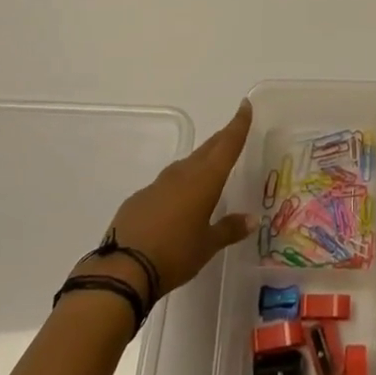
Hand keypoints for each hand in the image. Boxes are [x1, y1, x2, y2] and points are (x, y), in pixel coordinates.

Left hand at [101, 99, 255, 296]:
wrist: (123, 269)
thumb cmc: (175, 254)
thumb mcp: (207, 246)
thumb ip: (230, 229)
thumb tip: (252, 220)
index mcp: (205, 180)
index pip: (227, 144)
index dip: (238, 124)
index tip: (244, 105)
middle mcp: (182, 174)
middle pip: (207, 150)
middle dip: (221, 139)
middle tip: (232, 131)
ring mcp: (158, 184)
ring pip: (185, 165)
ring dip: (199, 162)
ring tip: (208, 167)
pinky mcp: (139, 198)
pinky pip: (165, 185)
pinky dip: (177, 186)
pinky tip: (176, 202)